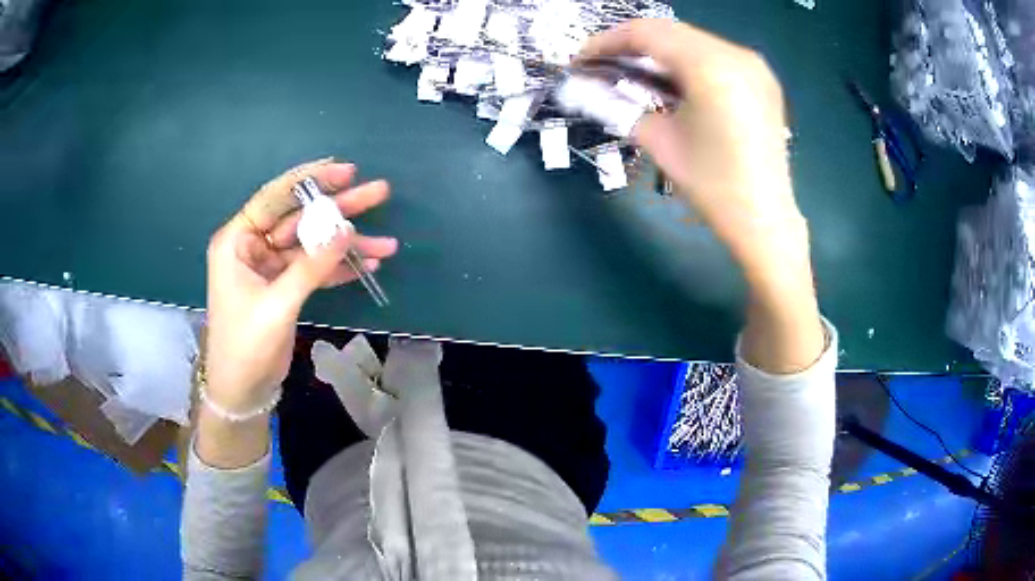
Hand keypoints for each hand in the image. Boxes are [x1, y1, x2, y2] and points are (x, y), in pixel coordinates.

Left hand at [205, 159, 398, 413]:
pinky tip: (367, 266)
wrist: (242, 390)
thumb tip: (347, 231)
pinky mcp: (285, 287)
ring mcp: (270, 267)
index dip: (311, 181)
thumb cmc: (245, 345)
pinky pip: (314, 269)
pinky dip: (339, 269)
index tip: (347, 171)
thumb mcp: (277, 304)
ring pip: (312, 245)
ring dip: (347, 245)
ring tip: (387, 244)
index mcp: (237, 241)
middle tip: (379, 192)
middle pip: (300, 218)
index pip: (275, 198)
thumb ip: (311, 267)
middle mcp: (253, 246)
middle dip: (339, 209)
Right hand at [582, 21, 824, 372]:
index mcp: (710, 67)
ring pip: (692, 39)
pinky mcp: (761, 78)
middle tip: (601, 63)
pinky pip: (714, 53)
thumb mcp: (658, 141)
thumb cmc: (711, 186)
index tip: (581, 58)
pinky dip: (686, 59)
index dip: (607, 41)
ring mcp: (754, 64)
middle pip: (670, 31)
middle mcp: (736, 54)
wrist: (764, 220)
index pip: (647, 34)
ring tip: (630, 69)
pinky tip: (670, 77)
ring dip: (658, 49)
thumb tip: (579, 87)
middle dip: (631, 43)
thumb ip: (618, 104)